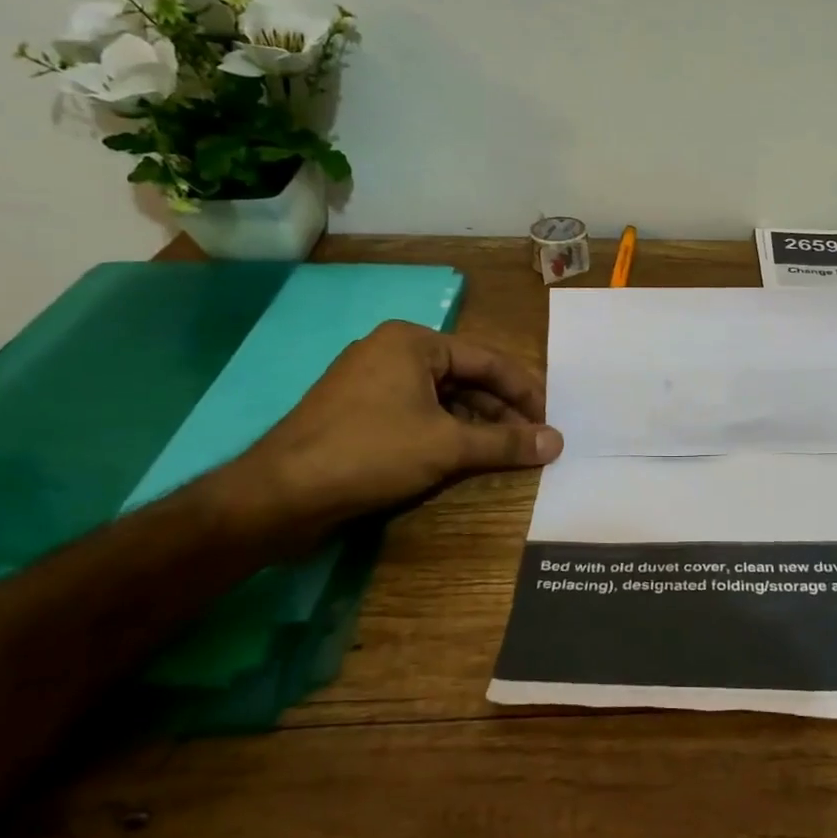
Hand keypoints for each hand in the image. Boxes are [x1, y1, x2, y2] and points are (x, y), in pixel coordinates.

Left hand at [227, 321, 562, 528]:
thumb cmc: (370, 453)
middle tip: (531, 440)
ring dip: (475, 425)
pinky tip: (464, 458)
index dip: (524, 391)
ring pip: (441, 399)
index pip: (487, 360)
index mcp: (413, 342)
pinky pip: (416, 414)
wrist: (279, 495)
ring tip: (505, 452)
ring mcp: (370, 382)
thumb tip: (557, 442)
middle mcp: (392, 352)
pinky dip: (444, 433)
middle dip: (500, 411)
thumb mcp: (446, 446)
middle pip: (465, 378)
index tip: (550, 420)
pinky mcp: (357, 413)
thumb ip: (505, 442)